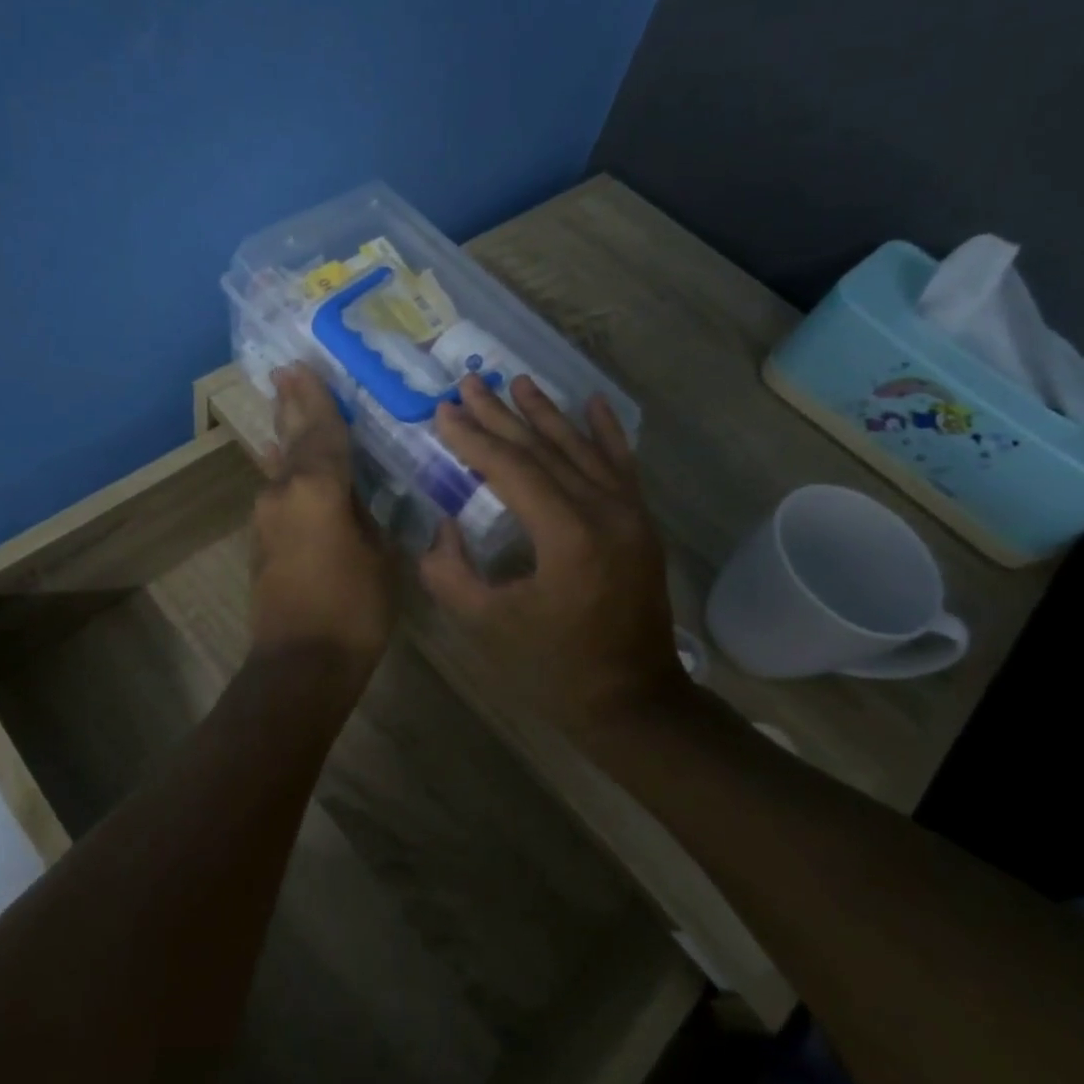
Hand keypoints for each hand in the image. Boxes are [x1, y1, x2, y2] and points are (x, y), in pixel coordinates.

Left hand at [249, 365, 395, 672]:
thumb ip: (367, 516)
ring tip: (289, 405)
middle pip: (293, 439)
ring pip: (283, 465)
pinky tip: (283, 460)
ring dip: (289, 436)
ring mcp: (267, 516)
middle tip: (285, 372)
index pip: (323, 431)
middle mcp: (284, 492)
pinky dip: (287, 470)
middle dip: (292, 405)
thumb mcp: (380, 556)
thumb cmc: (353, 609)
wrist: (299, 665)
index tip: (303, 366)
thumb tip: (356, 497)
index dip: (317, 398)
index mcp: (318, 488)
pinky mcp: (262, 539)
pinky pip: (279, 492)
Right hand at [420, 373, 681, 723]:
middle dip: (501, 415)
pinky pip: (622, 465)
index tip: (443, 411)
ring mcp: (629, 514)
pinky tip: (594, 403)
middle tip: (468, 383)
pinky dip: (606, 432)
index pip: (512, 469)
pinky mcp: (641, 523)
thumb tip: (443, 528)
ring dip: (546, 413)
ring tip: (517, 382)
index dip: (473, 438)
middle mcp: (603, 511)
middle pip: (543, 449)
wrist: (634, 701)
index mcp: (567, 536)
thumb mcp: (486, 626)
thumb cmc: (554, 668)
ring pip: (581, 449)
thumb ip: (450, 573)